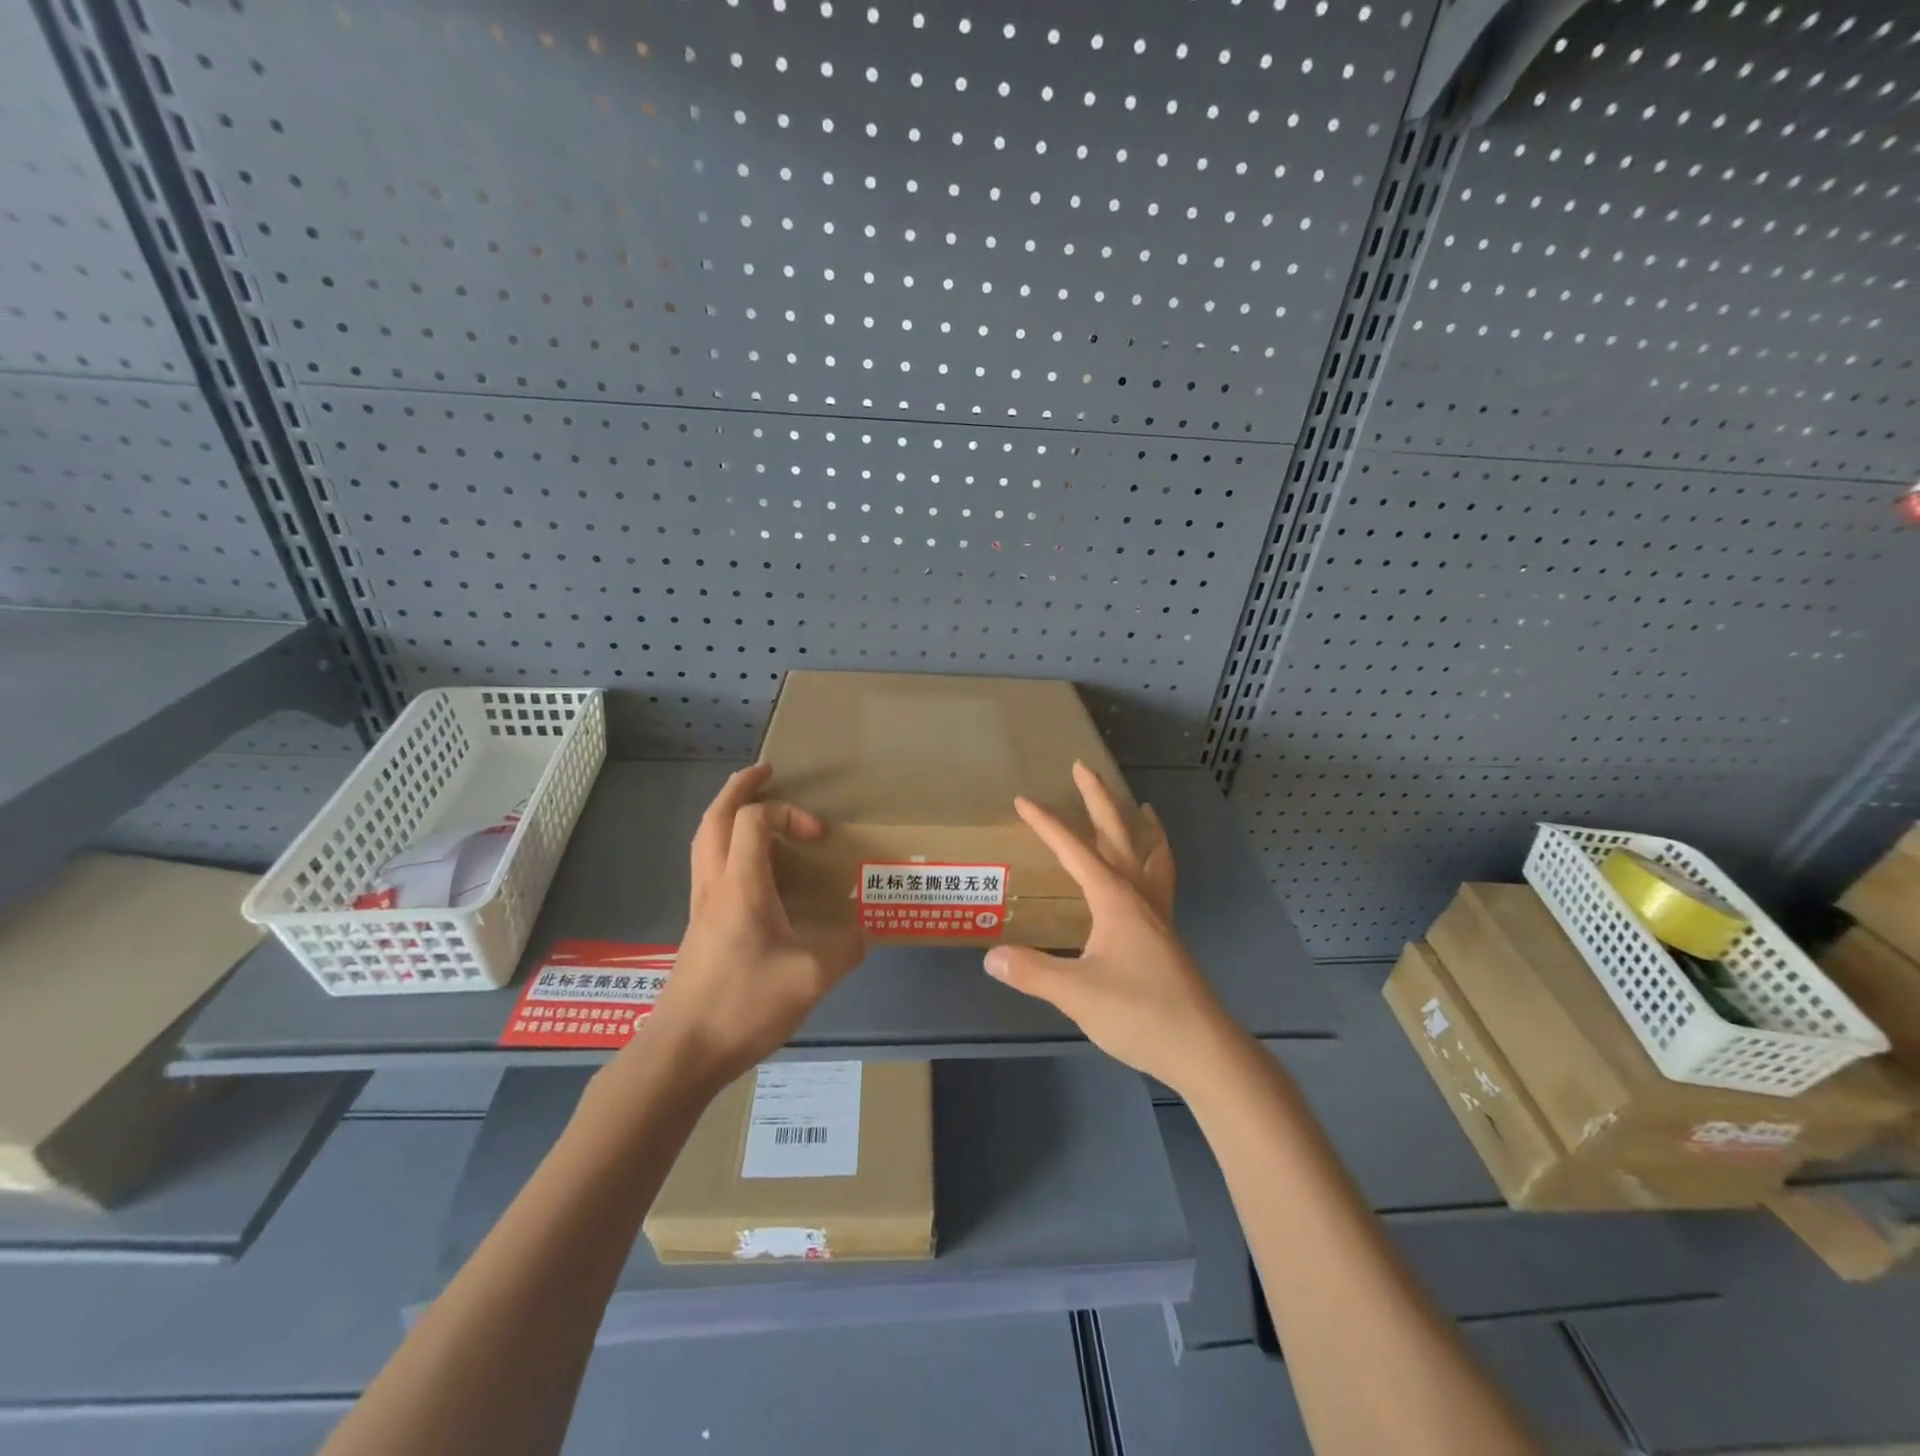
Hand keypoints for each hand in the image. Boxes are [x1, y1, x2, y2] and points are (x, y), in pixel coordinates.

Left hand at [636, 764, 864, 1088]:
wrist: (683, 1051)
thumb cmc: (743, 1004)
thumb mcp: (811, 978)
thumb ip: (844, 950)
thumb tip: (862, 934)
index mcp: (741, 885)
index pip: (755, 820)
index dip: (789, 813)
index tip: (819, 836)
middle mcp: (715, 885)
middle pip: (715, 817)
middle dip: (739, 787)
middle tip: (765, 772)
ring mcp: (700, 906)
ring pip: (704, 840)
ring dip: (726, 813)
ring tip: (751, 806)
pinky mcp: (698, 927)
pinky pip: (707, 866)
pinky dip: (725, 845)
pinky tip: (748, 868)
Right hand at [983, 762, 1237, 1093]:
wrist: (1200, 1047)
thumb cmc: (1138, 1013)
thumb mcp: (1076, 993)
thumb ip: (1032, 971)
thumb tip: (992, 955)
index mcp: (1114, 898)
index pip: (1074, 849)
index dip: (1047, 824)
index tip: (1023, 801)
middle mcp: (1138, 894)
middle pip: (1118, 834)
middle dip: (1098, 799)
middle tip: (1083, 768)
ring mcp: (1158, 913)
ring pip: (1151, 854)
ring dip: (1141, 826)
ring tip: (1143, 807)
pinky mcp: (1167, 934)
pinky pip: (1161, 880)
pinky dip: (1156, 859)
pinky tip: (1149, 874)